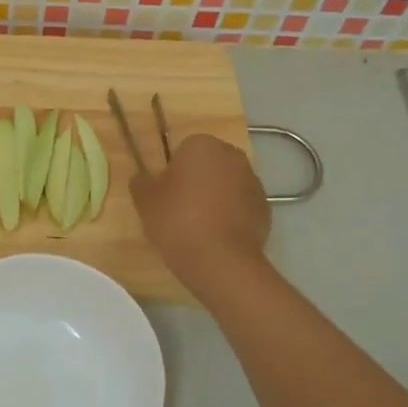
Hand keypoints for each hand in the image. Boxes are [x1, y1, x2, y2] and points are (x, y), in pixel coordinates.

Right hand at [130, 134, 270, 291]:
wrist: (220, 260)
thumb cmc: (177, 221)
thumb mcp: (145, 200)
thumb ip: (142, 182)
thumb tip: (144, 177)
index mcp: (202, 145)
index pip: (183, 150)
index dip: (173, 172)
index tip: (165, 195)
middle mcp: (233, 156)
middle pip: (209, 165)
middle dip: (197, 181)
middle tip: (179, 209)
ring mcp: (254, 182)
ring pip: (227, 185)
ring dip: (216, 198)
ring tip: (199, 227)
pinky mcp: (265, 208)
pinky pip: (241, 206)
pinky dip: (231, 216)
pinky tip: (217, 237)